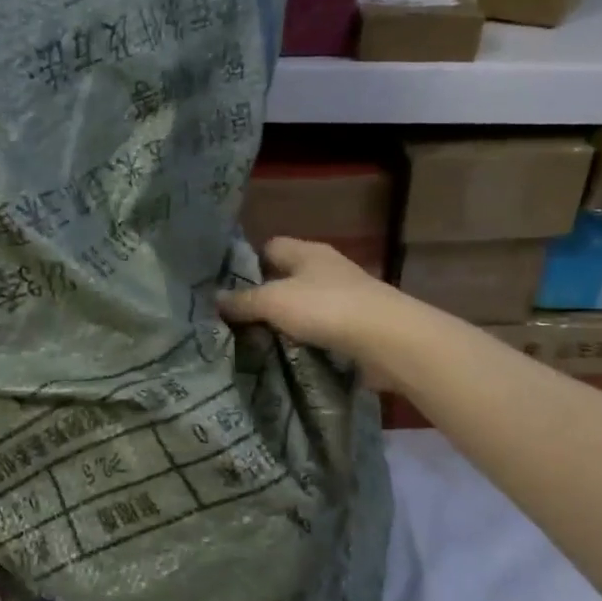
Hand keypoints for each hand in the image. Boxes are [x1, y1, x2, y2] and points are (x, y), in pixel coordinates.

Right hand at [219, 237, 408, 371]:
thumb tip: (214, 299)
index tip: (228, 290)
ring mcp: (345, 296)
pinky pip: (321, 327)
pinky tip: (291, 353)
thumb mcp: (274, 302)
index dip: (248, 265)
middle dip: (265, 296)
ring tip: (258, 340)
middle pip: (287, 277)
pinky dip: (306, 338)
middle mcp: (327, 268)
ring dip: (286, 320)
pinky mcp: (356, 324)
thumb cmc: (326, 308)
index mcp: (307, 252)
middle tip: (236, 320)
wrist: (387, 339)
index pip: (270, 247)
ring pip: (304, 304)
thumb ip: (243, 301)